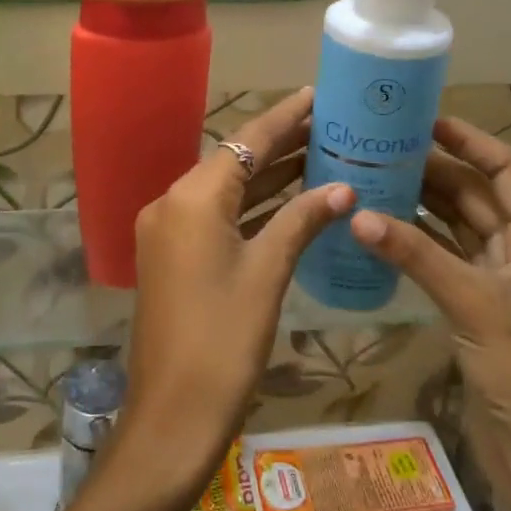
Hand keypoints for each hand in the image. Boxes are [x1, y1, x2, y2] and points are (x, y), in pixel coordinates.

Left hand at [123, 89, 353, 484]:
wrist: (172, 415)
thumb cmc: (224, 341)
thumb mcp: (268, 273)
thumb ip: (301, 221)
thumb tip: (341, 188)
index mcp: (192, 198)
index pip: (245, 142)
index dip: (283, 118)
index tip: (317, 95)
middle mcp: (173, 203)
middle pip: (235, 162)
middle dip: (281, 145)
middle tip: (331, 126)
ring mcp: (169, 231)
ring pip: (227, 191)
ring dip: (269, 177)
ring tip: (321, 155)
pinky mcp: (173, 256)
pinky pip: (218, 218)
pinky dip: (253, 209)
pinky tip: (291, 202)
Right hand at [349, 119, 510, 450]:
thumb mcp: (470, 301)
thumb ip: (414, 253)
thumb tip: (358, 214)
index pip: (505, 167)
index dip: (468, 140)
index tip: (424, 120)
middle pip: (475, 192)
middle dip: (433, 168)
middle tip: (381, 147)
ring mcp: (497, 273)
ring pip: (455, 222)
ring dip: (420, 201)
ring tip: (374, 175)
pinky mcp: (475, 298)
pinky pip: (443, 252)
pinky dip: (416, 238)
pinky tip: (380, 225)